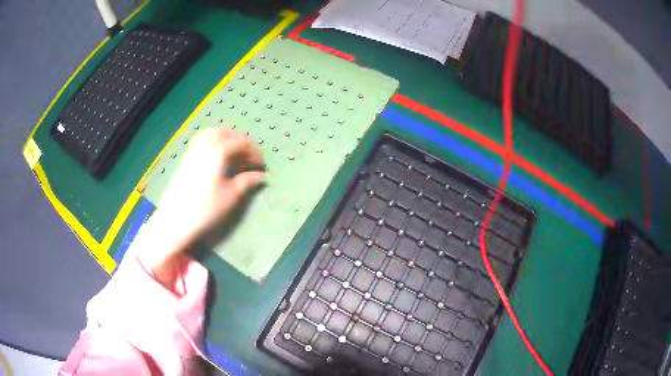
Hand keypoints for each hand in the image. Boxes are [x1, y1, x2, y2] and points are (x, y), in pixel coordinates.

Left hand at [136, 127, 263, 287]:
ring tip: (233, 153)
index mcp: (218, 152)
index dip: (254, 151)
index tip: (260, 165)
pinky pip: (200, 140)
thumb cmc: (205, 209)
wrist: (175, 220)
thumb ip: (246, 181)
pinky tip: (215, 157)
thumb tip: (260, 175)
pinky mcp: (185, 159)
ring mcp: (192, 151)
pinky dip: (212, 141)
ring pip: (211, 133)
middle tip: (248, 156)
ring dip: (225, 137)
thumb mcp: (230, 196)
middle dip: (240, 141)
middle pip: (225, 132)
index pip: (241, 142)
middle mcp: (204, 145)